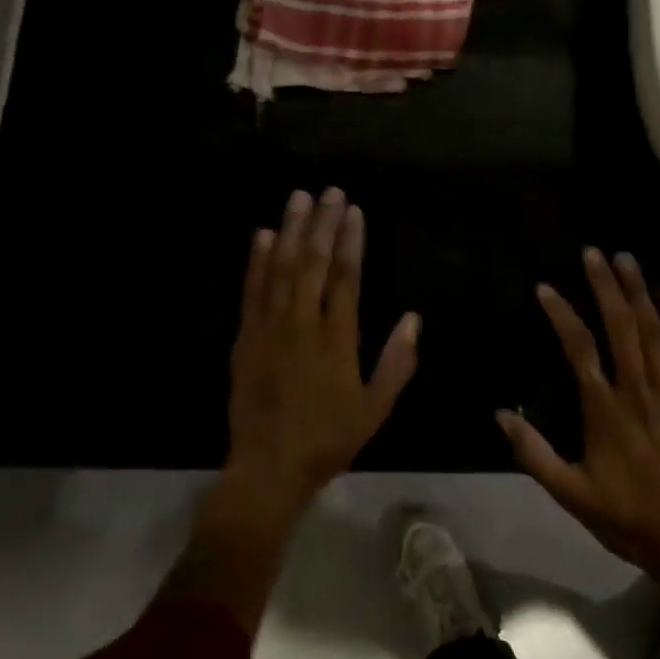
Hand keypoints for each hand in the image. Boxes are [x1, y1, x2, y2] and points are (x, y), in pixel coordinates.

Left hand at [227, 188, 418, 510]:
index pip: (346, 278)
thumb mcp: (376, 409)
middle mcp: (302, 325)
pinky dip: (258, 261)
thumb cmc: (328, 439)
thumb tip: (414, 318)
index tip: (353, 211)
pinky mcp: (245, 338)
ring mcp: (269, 329)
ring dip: (290, 231)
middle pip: (313, 263)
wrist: (268, 468)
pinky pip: (252, 291)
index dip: (350, 241)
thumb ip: (397, 362)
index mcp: (337, 340)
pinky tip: (263, 236)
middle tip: (329, 191)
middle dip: (322, 224)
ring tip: (298, 198)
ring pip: (281, 269)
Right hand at [499, 250, 659, 583]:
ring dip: (639, 292)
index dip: (561, 314)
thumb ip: (533, 453)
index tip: (545, 288)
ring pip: (654, 332)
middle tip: (593, 252)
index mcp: (603, 409)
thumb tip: (500, 414)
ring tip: (626, 258)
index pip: (578, 348)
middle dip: (605, 286)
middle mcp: (636, 390)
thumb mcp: (569, 492)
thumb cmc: (624, 515)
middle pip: (620, 327)